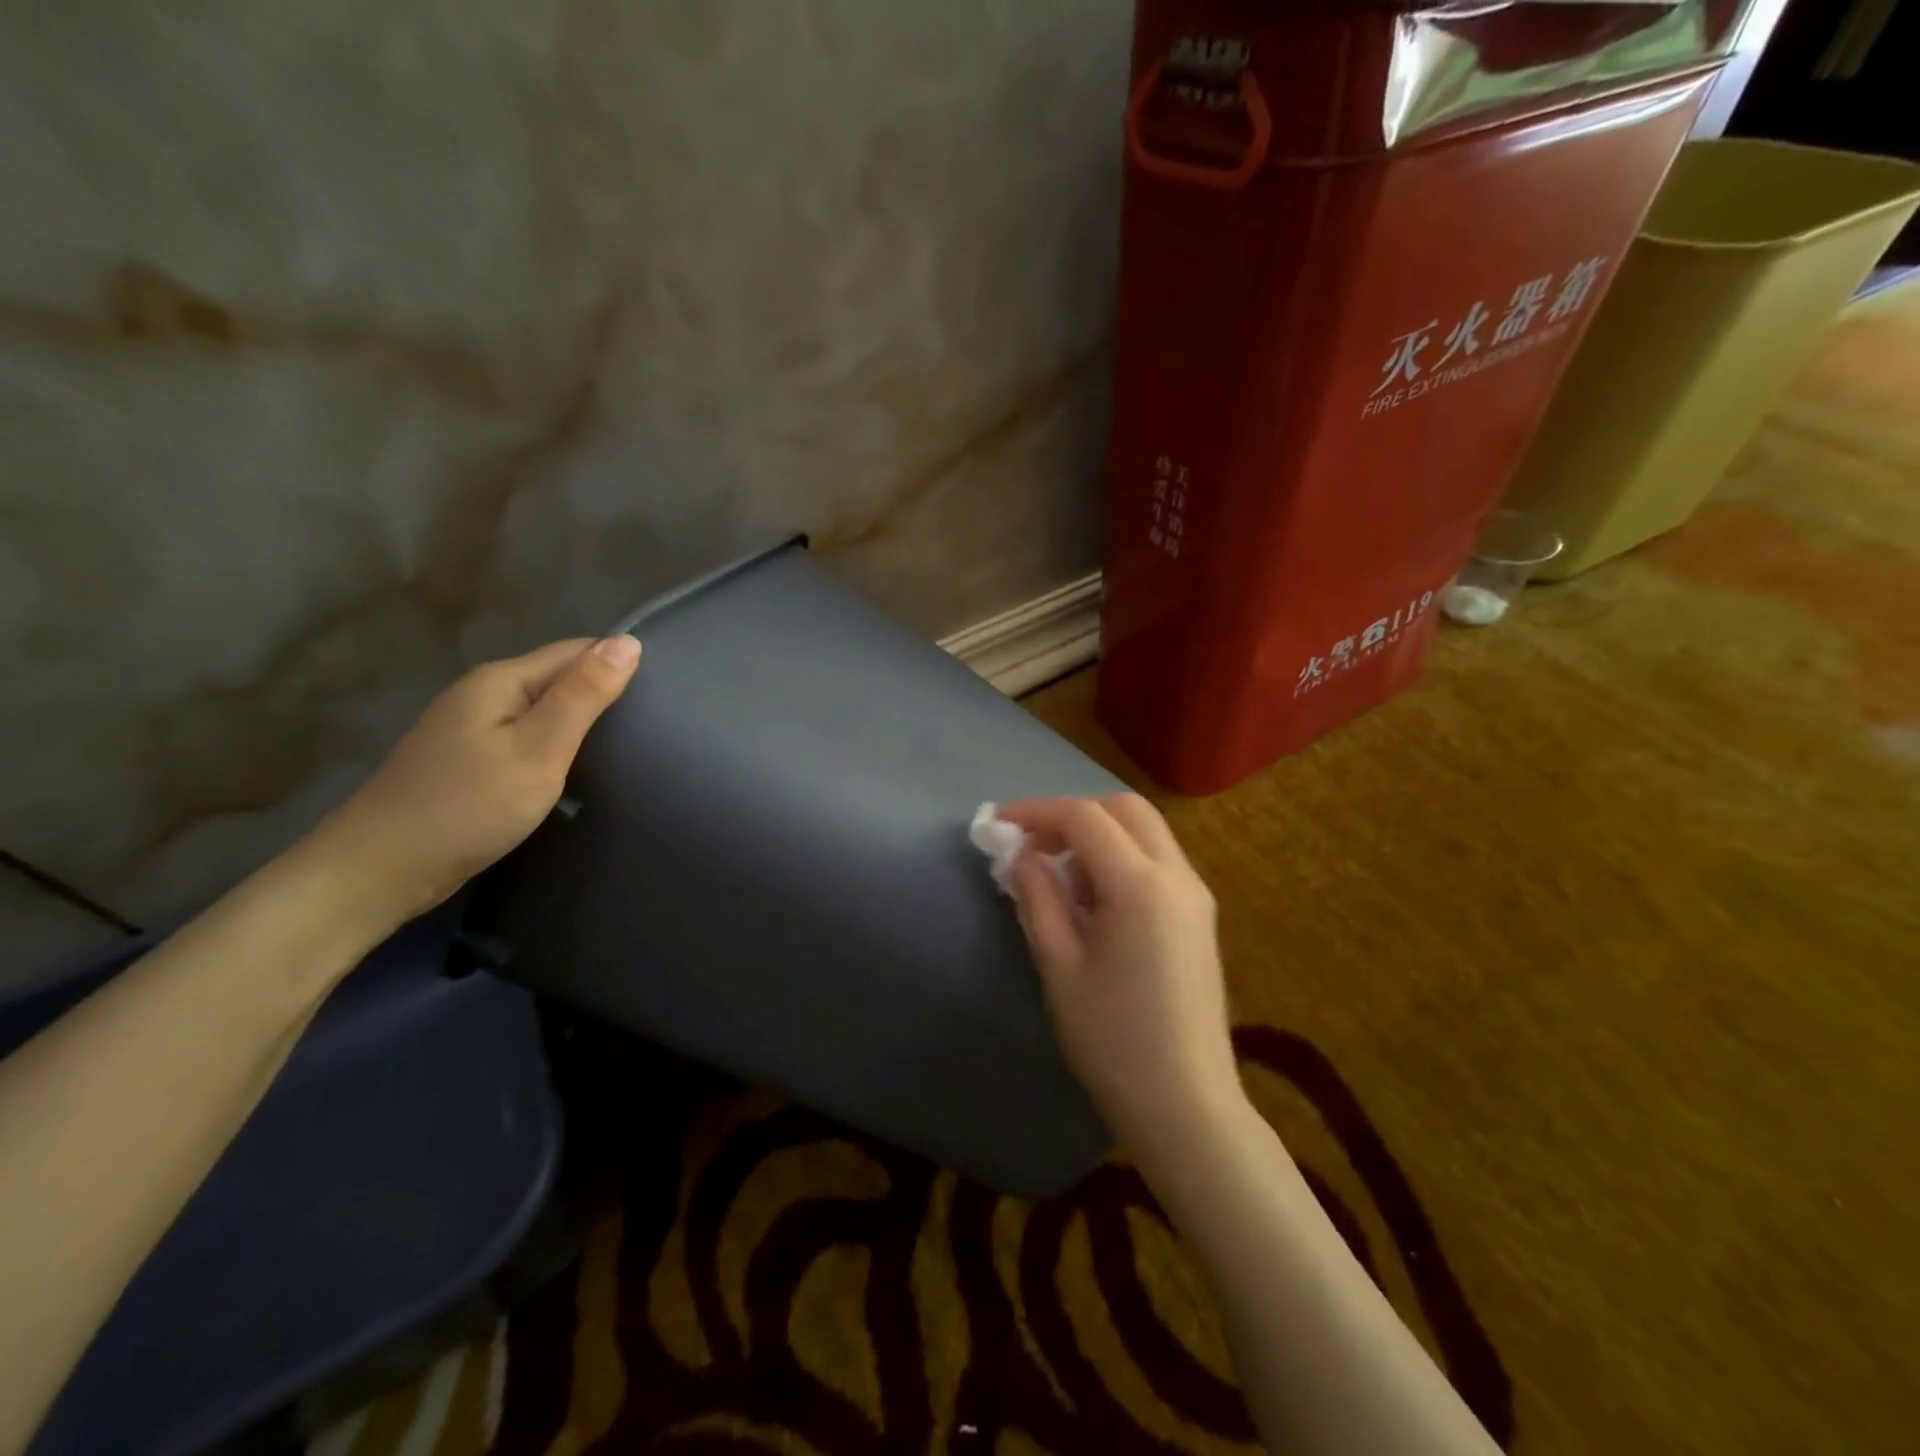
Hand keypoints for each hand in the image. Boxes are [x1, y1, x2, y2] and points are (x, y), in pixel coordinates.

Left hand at [302, 635, 641, 936]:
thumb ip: (583, 696)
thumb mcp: (539, 749)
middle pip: (557, 678)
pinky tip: (574, 770)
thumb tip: (627, 642)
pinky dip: (555, 747)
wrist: (379, 872)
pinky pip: (525, 738)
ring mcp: (470, 729)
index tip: (663, 692)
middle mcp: (482, 694)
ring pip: (542, 710)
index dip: (618, 664)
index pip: (576, 651)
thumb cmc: (468, 807)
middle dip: (602, 693)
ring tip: (627, 746)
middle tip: (653, 725)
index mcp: (501, 681)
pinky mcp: (467, 762)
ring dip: (580, 722)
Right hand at [1000, 795, 1242, 1153]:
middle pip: (1124, 809)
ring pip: (1144, 831)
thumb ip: (1037, 898)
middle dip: (1073, 814)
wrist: (1186, 1105)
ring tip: (1058, 878)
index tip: (998, 824)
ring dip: (1098, 835)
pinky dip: (1120, 858)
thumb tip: (1020, 855)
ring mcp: (1195, 894)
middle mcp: (1177, 875)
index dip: (1036, 811)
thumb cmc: (1113, 1040)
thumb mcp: (1060, 966)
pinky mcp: (1199, 915)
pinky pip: (1156, 861)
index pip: (1084, 817)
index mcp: (1141, 886)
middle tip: (1032, 843)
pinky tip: (1092, 900)